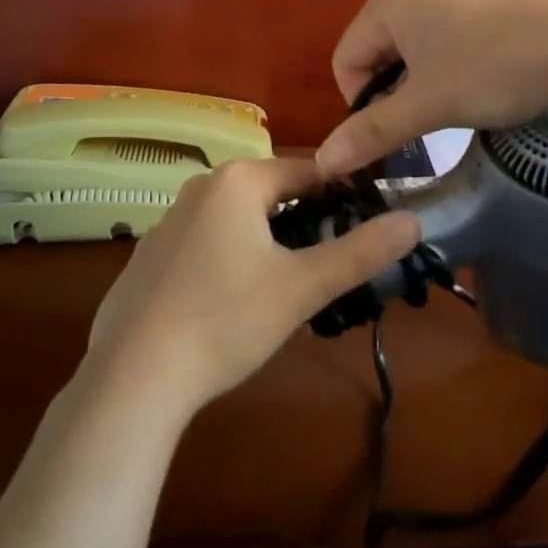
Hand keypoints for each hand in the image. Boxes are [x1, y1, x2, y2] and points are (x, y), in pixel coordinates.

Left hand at [87, 156, 419, 413]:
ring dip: (266, 242)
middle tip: (326, 265)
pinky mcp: (148, 257)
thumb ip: (361, 252)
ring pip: (236, 220)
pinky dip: (227, 261)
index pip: (306, 171)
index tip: (365, 224)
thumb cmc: (226, 319)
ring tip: (285, 288)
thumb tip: (414, 220)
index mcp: (237, 181)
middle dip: (302, 222)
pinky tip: (229, 306)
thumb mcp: (303, 287)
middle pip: (270, 194)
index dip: (341, 194)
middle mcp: (200, 188)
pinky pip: (203, 244)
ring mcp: (167, 222)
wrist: (133, 376)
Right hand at [316, 0, 547, 174]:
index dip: (360, 104)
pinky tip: (477, 84)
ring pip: (411, 49)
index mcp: (388, 0)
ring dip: (420, 84)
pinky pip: (441, 38)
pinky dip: (446, 68)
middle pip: (376, 52)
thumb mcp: (427, 105)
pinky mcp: (480, 0)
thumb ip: (372, 131)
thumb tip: (323, 162)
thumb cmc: (492, 69)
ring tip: (454, 106)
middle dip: (392, 93)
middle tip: (426, 122)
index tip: (396, 132)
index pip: (345, 59)